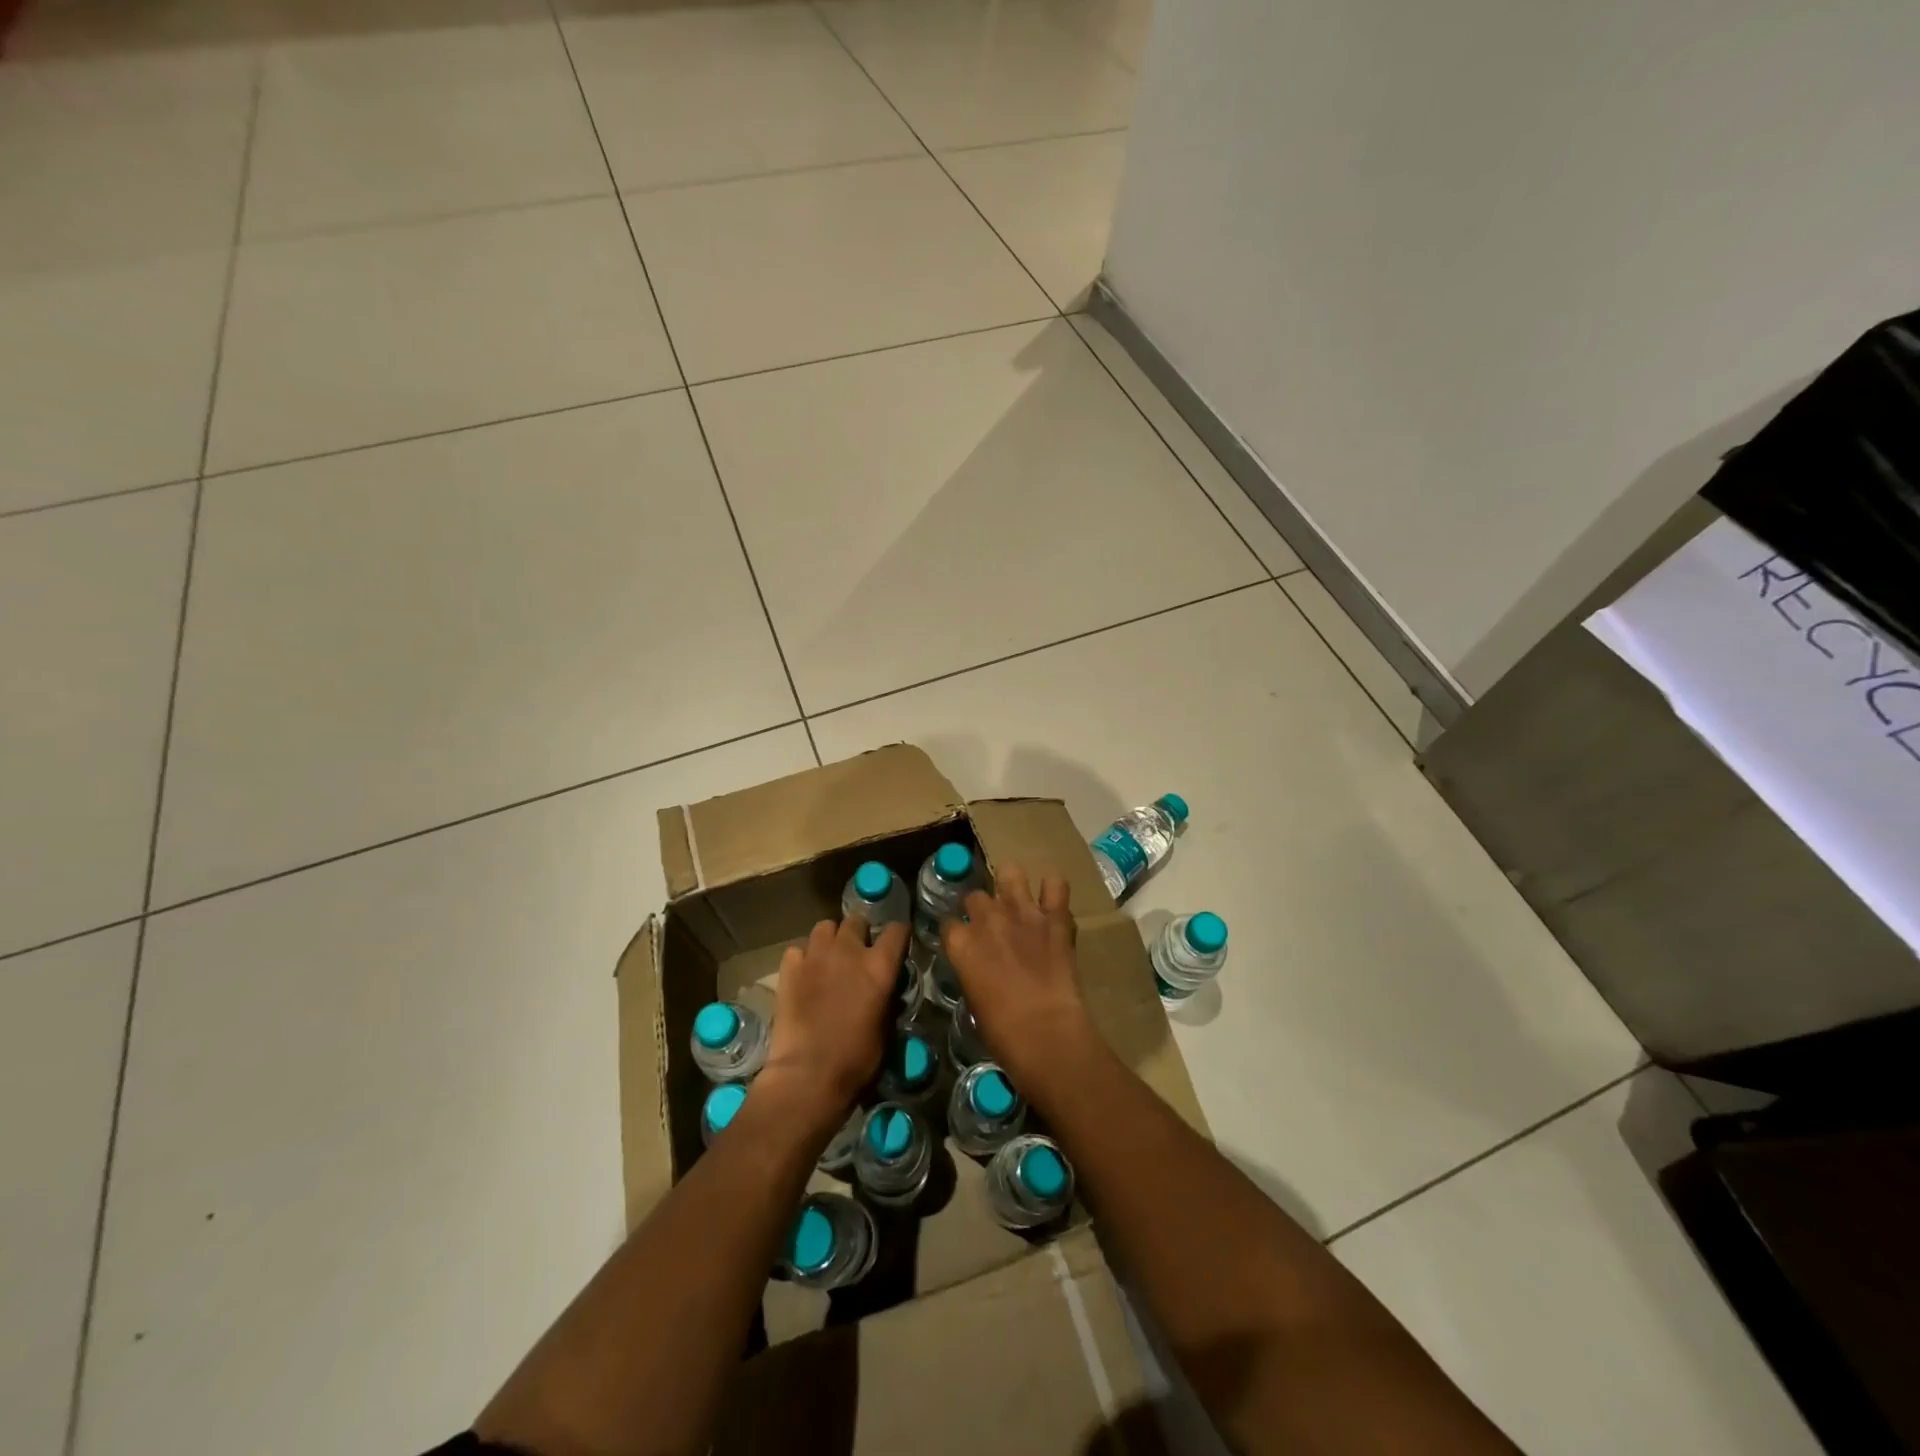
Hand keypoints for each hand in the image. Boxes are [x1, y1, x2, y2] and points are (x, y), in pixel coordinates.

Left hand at [761, 915, 907, 1126]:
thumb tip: (885, 990)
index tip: (896, 944)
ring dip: (830, 939)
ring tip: (829, 958)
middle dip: (859, 934)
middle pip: (856, 921)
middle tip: (857, 954)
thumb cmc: (855, 1060)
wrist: (807, 1075)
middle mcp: (849, 951)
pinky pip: (798, 949)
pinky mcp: (790, 967)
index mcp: (879, 966)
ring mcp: (816, 955)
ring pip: (825, 927)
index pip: (896, 930)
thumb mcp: (885, 1030)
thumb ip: (886, 999)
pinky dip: (803, 957)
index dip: (897, 935)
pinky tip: (804, 973)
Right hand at [942, 865, 1094, 1089]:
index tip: (966, 942)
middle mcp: (987, 918)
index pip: (949, 922)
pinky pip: (1056, 884)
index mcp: (960, 942)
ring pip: (1010, 873)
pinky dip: (1053, 891)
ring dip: (1012, 885)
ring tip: (1018, 901)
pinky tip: (1052, 903)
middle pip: (976, 896)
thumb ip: (972, 970)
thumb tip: (980, 966)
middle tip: (993, 926)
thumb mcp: (973, 999)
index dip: (958, 932)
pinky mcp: (1055, 916)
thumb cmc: (1001, 1031)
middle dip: (982, 908)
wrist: (1044, 1032)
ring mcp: (1022, 912)